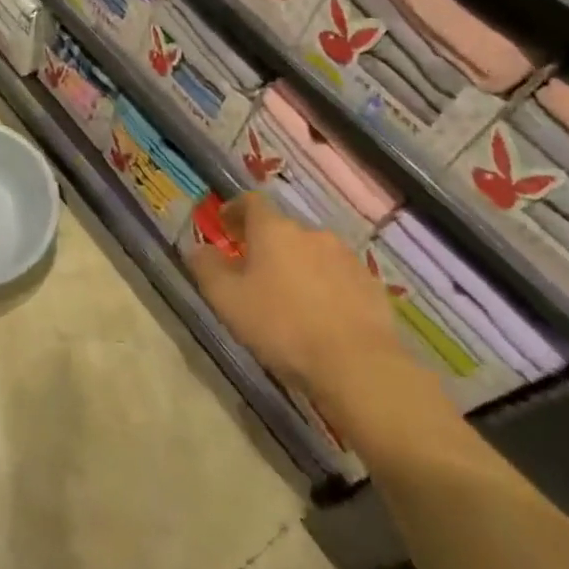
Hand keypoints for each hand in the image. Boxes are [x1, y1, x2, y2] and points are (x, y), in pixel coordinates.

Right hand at [187, 193, 407, 406]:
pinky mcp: (371, 285)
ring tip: (289, 297)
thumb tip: (197, 248)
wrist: (358, 366)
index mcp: (274, 230)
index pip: (251, 203)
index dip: (235, 210)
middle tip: (253, 271)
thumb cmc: (281, 326)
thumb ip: (206, 268)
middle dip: (266, 245)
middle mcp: (311, 233)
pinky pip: (338, 277)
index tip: (225, 224)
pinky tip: (321, 315)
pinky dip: (325, 286)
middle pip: (282, 230)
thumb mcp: (227, 299)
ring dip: (297, 266)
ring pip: (312, 253)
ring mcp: (346, 258)